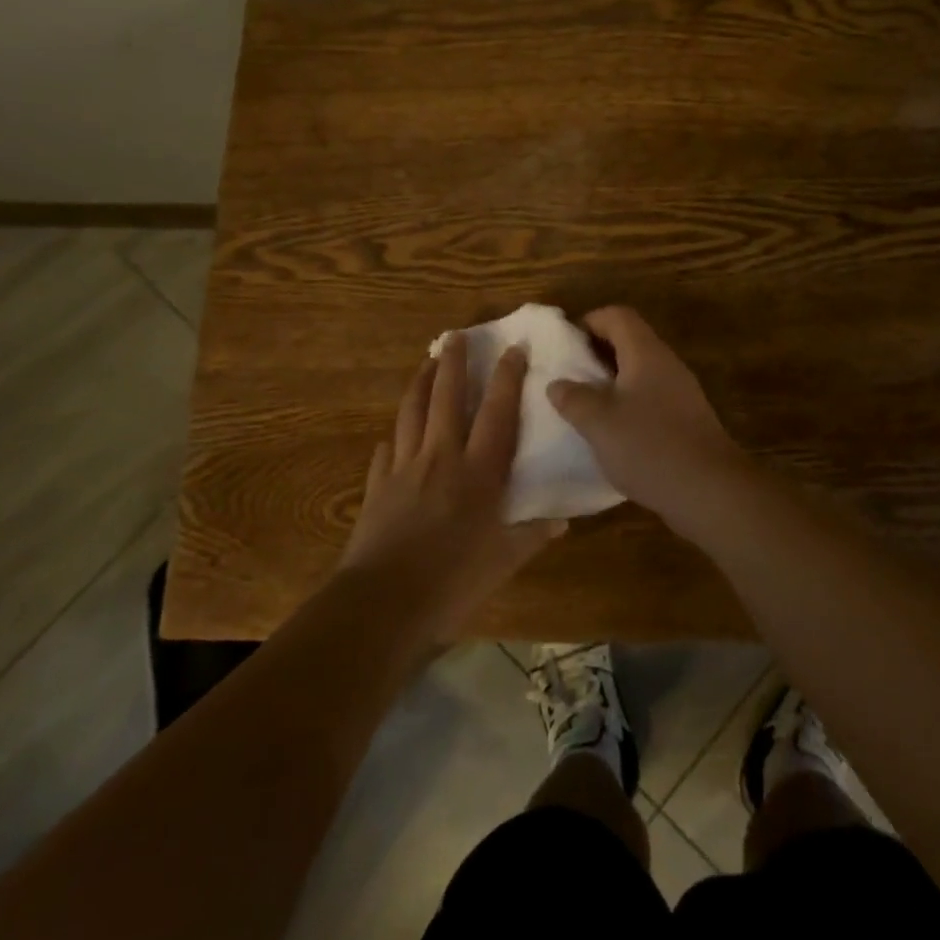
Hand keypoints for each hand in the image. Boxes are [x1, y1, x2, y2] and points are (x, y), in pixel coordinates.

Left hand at [339, 335, 562, 638]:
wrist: (383, 602)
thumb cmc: (452, 581)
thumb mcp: (503, 562)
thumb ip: (532, 535)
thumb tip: (562, 521)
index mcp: (478, 472)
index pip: (498, 413)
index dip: (508, 378)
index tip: (513, 347)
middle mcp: (442, 458)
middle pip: (447, 398)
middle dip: (453, 363)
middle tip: (455, 336)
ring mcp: (405, 468)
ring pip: (412, 412)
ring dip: (420, 383)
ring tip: (427, 363)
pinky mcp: (377, 486)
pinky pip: (386, 451)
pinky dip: (393, 437)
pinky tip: (393, 435)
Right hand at [545, 306, 755, 540]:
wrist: (710, 490)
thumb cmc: (649, 447)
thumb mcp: (599, 423)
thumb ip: (573, 398)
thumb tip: (557, 383)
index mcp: (646, 353)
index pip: (618, 316)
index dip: (589, 321)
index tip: (564, 343)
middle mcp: (666, 364)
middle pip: (630, 341)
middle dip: (597, 353)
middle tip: (568, 375)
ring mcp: (681, 392)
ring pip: (640, 371)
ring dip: (611, 381)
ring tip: (584, 404)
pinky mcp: (686, 419)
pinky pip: (651, 397)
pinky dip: (628, 403)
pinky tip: (613, 432)